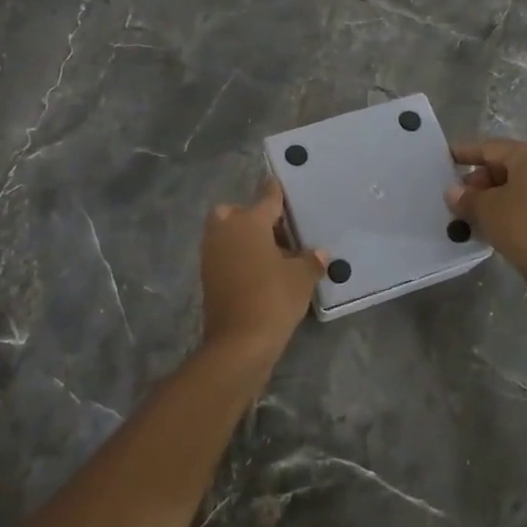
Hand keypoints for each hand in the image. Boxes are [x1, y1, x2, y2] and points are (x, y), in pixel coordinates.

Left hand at [200, 178, 326, 356]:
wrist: (239, 343)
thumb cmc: (273, 299)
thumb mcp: (301, 278)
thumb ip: (310, 260)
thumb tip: (319, 253)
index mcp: (248, 221)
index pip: (267, 197)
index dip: (277, 191)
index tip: (282, 183)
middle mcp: (225, 230)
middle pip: (237, 212)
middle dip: (253, 216)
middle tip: (278, 231)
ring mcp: (212, 253)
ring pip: (227, 233)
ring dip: (245, 237)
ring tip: (274, 253)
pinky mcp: (207, 276)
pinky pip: (225, 254)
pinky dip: (239, 256)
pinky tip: (261, 270)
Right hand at [447, 138, 526, 291]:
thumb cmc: (522, 227)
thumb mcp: (485, 209)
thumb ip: (466, 197)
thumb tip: (453, 192)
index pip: (491, 148)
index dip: (465, 153)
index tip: (447, 158)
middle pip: (512, 165)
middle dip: (484, 180)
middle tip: (463, 198)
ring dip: (503, 196)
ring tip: (481, 214)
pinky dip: (523, 208)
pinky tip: (505, 224)